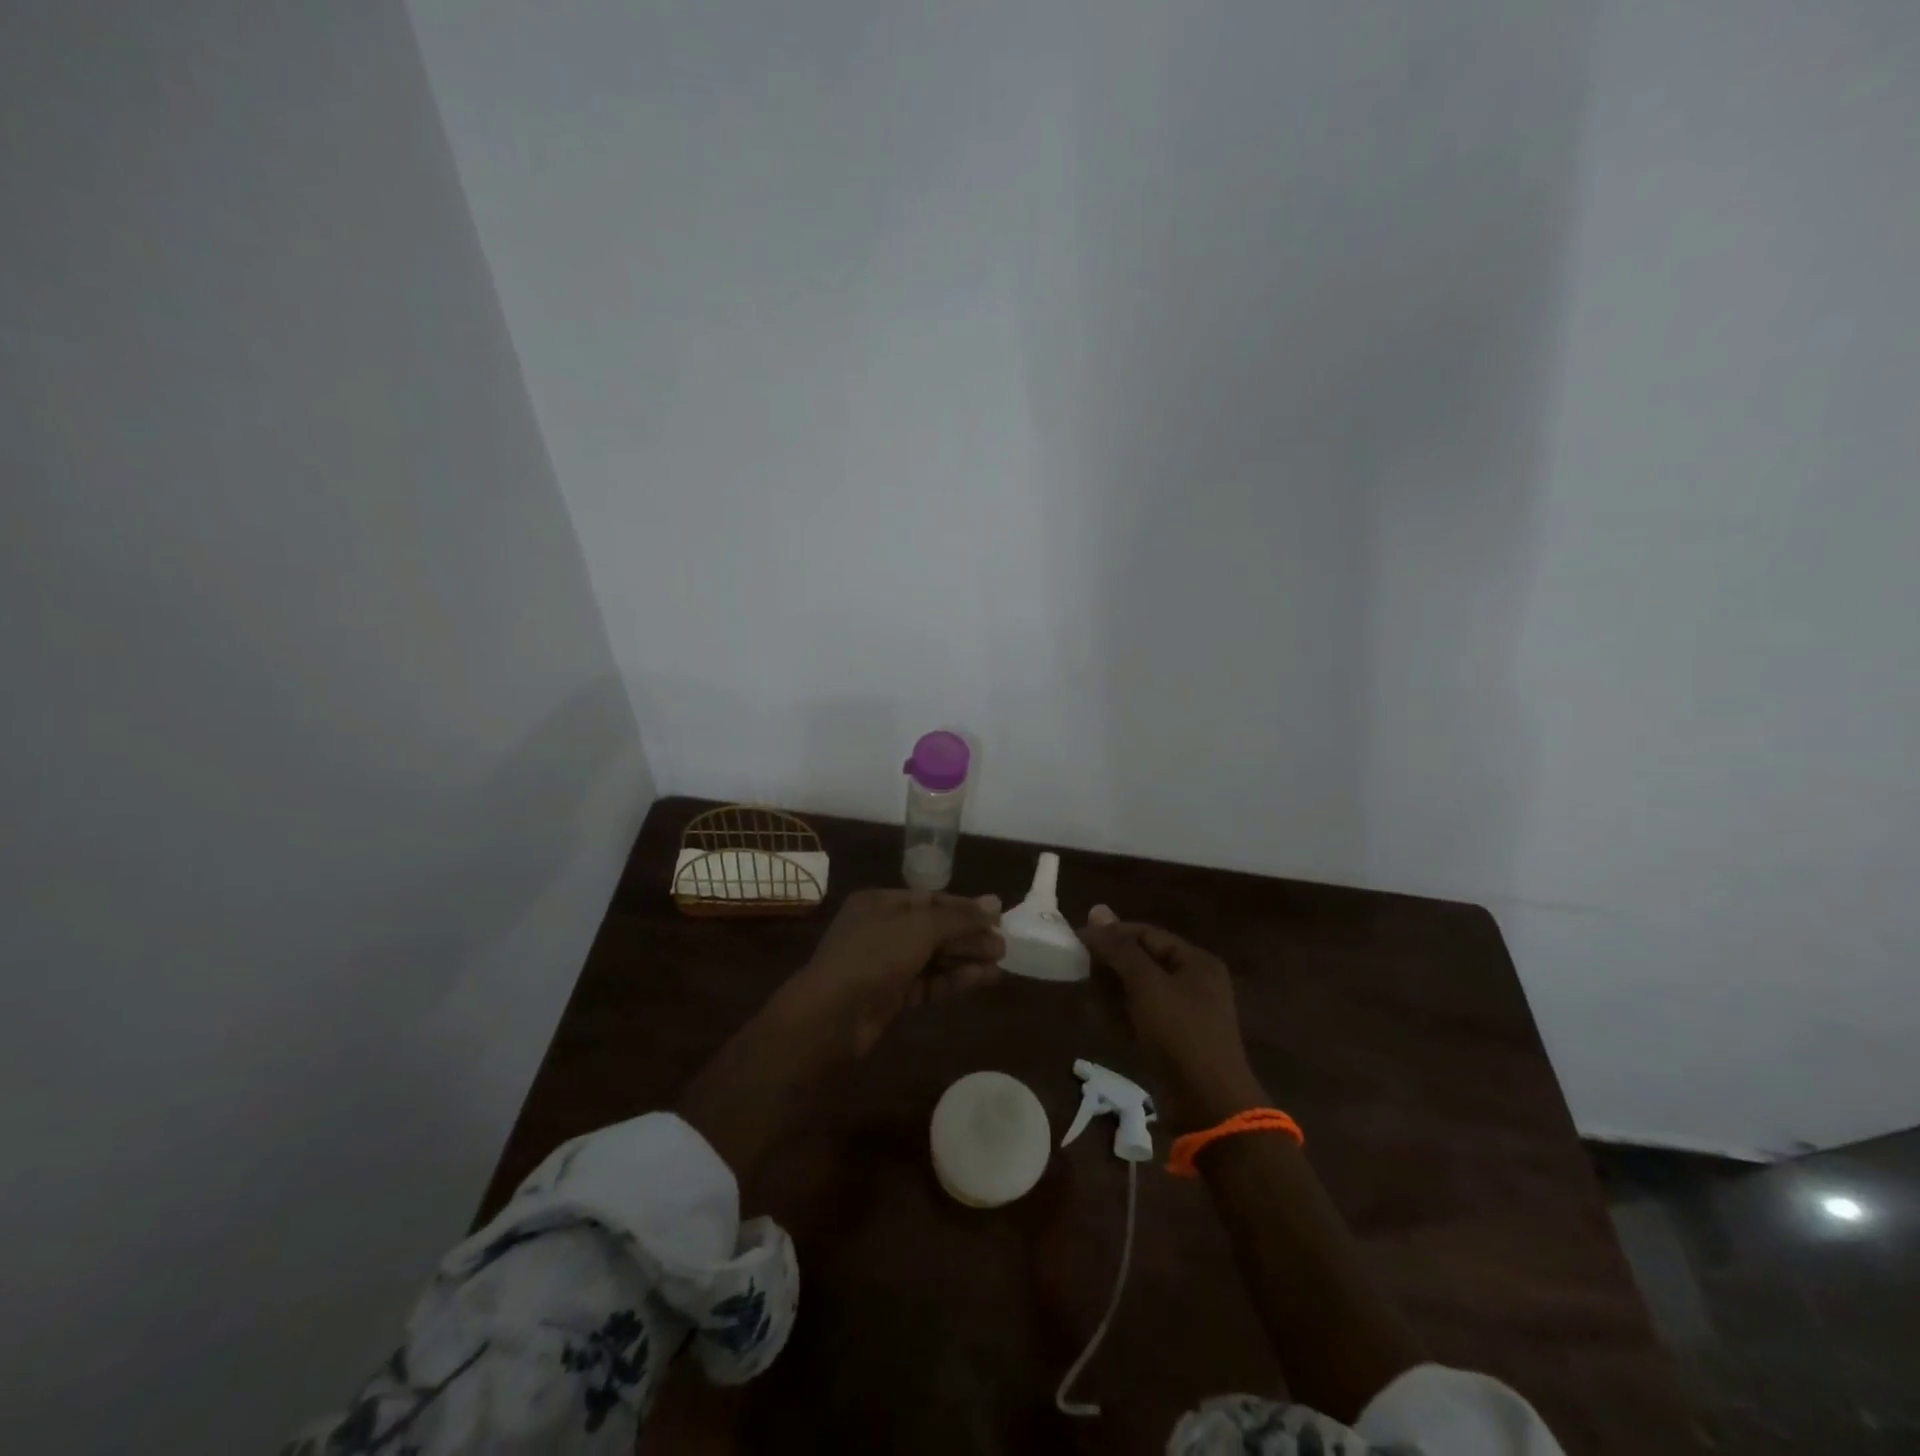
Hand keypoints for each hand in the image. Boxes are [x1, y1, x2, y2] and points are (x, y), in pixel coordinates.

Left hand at [784, 888, 1004, 1056]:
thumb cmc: (874, 956)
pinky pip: (927, 982)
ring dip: (965, 959)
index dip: (965, 908)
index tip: (997, 917)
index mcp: (880, 902)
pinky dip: (952, 980)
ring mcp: (884, 964)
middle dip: (968, 936)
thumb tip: (995, 902)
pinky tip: (981, 980)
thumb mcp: (920, 927)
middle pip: (934, 929)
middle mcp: (881, 929)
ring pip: (932, 958)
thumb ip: (959, 917)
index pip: (931, 900)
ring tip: (999, 965)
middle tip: (1003, 946)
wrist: (831, 1015)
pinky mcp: (889, 996)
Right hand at [1079, 906, 1263, 1129]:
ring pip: (1139, 988)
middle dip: (1111, 963)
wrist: (1208, 1105)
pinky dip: (1121, 1012)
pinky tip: (1100, 1016)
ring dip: (1112, 989)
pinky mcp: (1173, 1040)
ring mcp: (1184, 1013)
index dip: (1112, 934)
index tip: (1078, 941)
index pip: (1146, 934)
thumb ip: (1120, 948)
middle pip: (1143, 959)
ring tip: (1087, 992)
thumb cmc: (1180, 1034)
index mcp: (1196, 962)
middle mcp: (1193, 982)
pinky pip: (1141, 1014)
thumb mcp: (1147, 984)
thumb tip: (1096, 910)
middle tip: (1081, 969)